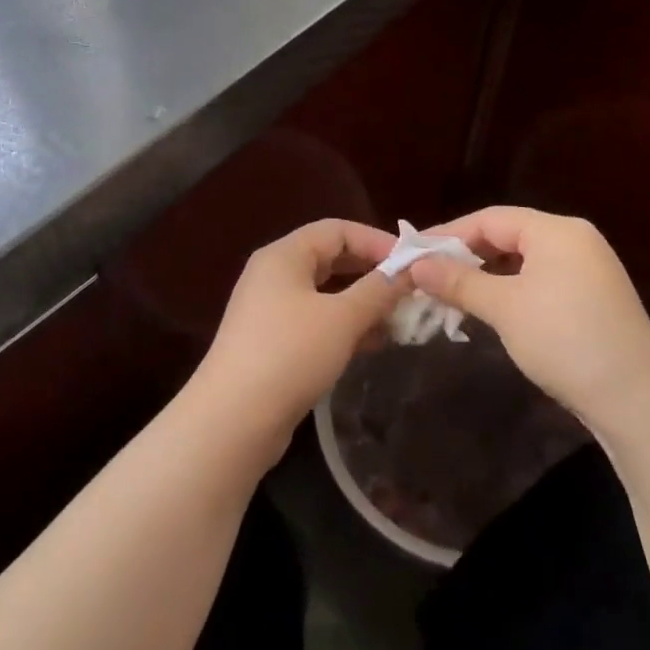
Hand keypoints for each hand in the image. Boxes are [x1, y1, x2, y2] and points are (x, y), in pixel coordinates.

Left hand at [189, 218, 406, 441]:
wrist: (234, 419)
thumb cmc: (290, 354)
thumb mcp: (342, 318)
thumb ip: (380, 289)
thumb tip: (411, 269)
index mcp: (284, 255)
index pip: (337, 230)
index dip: (377, 241)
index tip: (414, 264)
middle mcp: (273, 275)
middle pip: (331, 259)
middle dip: (372, 273)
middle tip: (411, 292)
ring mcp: (270, 310)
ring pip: (326, 294)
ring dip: (363, 303)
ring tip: (400, 321)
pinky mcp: (273, 343)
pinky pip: (316, 321)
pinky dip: (345, 327)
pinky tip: (373, 345)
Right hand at [407, 206, 649, 433]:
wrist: (636, 398)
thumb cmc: (564, 339)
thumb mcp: (504, 307)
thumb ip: (458, 281)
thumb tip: (416, 265)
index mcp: (557, 231)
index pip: (491, 218)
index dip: (448, 235)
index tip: (413, 255)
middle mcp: (574, 241)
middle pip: (507, 236)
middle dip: (465, 256)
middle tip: (426, 277)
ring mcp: (587, 271)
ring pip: (522, 262)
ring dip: (484, 276)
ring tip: (449, 296)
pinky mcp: (590, 300)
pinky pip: (538, 282)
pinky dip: (508, 291)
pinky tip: (487, 310)